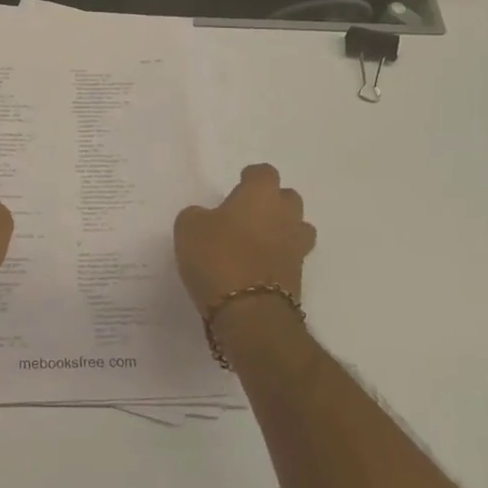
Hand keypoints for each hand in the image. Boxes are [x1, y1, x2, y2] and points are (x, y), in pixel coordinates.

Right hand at [173, 163, 316, 315]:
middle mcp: (285, 215)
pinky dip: (277, 259)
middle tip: (247, 214)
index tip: (238, 185)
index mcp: (260, 195)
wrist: (250, 314)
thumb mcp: (188, 228)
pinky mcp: (299, 277)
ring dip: (281, 231)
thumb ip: (198, 215)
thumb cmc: (217, 258)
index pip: (264, 172)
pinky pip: (290, 257)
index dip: (251, 178)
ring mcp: (296, 247)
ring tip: (256, 242)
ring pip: (296, 228)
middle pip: (288, 198)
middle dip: (272, 203)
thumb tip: (206, 218)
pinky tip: (256, 267)